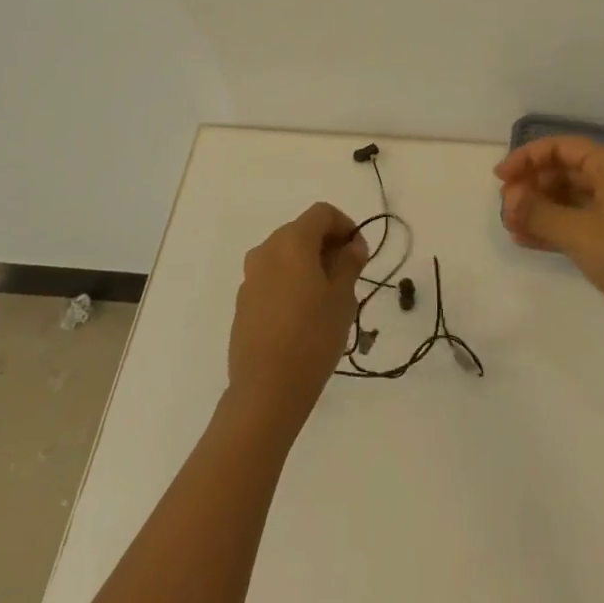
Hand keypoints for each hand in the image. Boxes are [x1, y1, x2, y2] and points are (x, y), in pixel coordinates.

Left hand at [226, 202, 369, 437]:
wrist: (266, 389)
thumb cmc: (312, 338)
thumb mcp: (342, 298)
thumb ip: (349, 263)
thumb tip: (352, 245)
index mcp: (291, 242)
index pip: (322, 213)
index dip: (345, 226)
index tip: (360, 253)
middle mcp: (266, 250)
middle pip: (302, 231)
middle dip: (328, 245)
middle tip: (349, 275)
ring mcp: (250, 276)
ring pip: (286, 254)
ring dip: (309, 263)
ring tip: (328, 297)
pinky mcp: (243, 300)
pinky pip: (272, 277)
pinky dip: (291, 281)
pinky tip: (304, 314)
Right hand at [496, 136, 603, 346]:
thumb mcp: (576, 231)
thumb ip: (537, 211)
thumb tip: (511, 199)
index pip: (561, 148)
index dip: (527, 157)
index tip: (501, 177)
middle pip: (563, 171)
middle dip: (531, 186)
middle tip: (506, 206)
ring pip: (567, 199)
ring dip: (538, 208)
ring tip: (510, 224)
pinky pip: (575, 223)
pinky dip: (551, 228)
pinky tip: (524, 240)